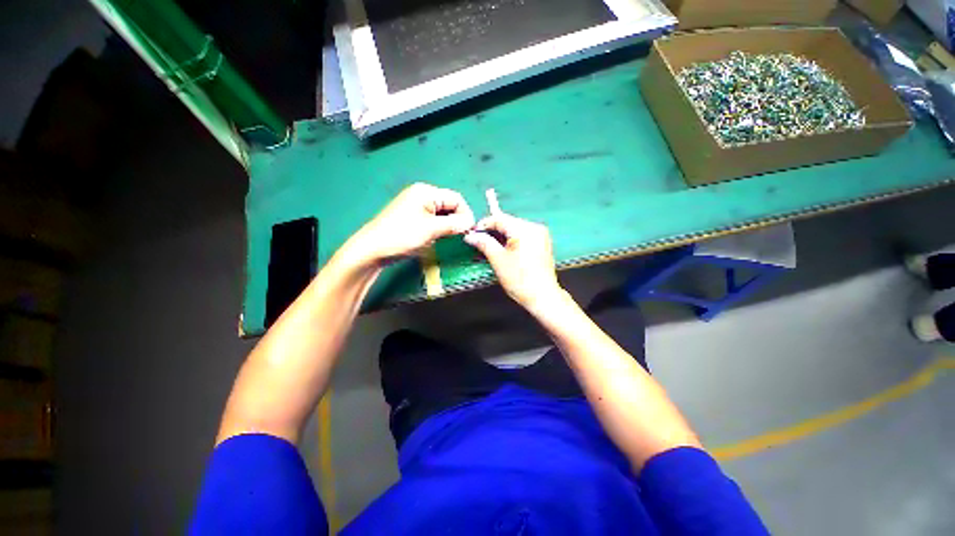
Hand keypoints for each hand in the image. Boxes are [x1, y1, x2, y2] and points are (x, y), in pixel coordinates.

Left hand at [342, 183, 474, 265]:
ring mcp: (416, 206)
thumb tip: (471, 223)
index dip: (466, 214)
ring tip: (449, 238)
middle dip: (457, 220)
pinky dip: (439, 228)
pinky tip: (438, 238)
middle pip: (449, 205)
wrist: (372, 249)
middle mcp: (422, 195)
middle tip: (461, 236)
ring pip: (442, 214)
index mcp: (426, 192)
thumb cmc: (402, 236)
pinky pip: (433, 220)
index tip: (470, 230)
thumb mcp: (431, 229)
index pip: (456, 198)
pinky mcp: (413, 217)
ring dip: (449, 225)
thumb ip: (454, 224)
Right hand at [464, 212, 562, 309]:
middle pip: (508, 223)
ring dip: (500, 236)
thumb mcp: (498, 260)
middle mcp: (535, 227)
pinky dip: (511, 241)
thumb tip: (470, 236)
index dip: (483, 225)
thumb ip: (484, 243)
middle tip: (478, 241)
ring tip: (487, 246)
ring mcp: (540, 235)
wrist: (543, 297)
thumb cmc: (520, 279)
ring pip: (514, 229)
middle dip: (492, 231)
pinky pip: (522, 236)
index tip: (471, 234)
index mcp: (524, 229)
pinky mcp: (542, 243)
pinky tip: (502, 249)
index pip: (499, 219)